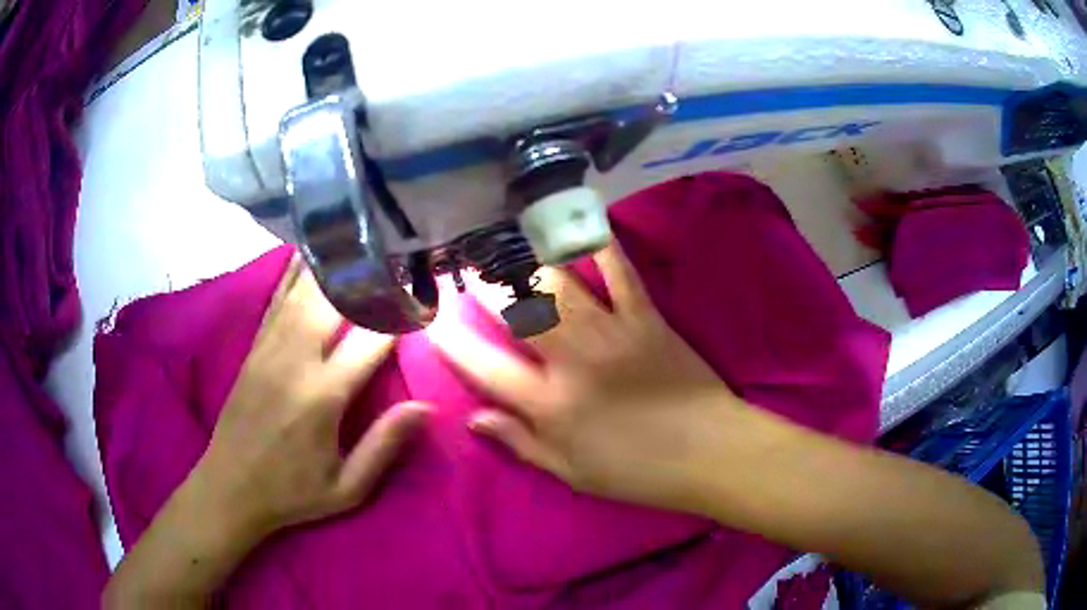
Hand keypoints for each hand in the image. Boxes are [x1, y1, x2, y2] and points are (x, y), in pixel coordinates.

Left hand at [195, 255, 429, 537]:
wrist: (230, 487)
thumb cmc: (293, 493)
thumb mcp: (347, 488)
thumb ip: (384, 446)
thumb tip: (425, 406)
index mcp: (323, 396)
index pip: (371, 340)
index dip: (401, 315)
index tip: (425, 297)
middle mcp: (296, 360)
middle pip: (335, 300)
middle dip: (368, 274)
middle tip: (395, 252)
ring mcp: (270, 348)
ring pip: (304, 291)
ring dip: (333, 263)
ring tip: (359, 236)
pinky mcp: (254, 348)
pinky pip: (277, 300)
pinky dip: (294, 272)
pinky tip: (307, 250)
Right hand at [430, 243, 742, 513]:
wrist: (708, 452)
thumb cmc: (636, 471)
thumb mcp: (571, 473)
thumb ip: (520, 443)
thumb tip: (474, 419)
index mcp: (550, 405)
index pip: (485, 368)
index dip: (453, 343)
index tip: (434, 321)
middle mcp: (572, 361)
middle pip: (517, 312)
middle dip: (485, 286)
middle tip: (467, 267)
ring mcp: (611, 332)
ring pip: (559, 285)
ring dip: (527, 260)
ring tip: (506, 243)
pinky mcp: (646, 316)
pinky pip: (620, 272)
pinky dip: (602, 245)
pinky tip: (583, 224)